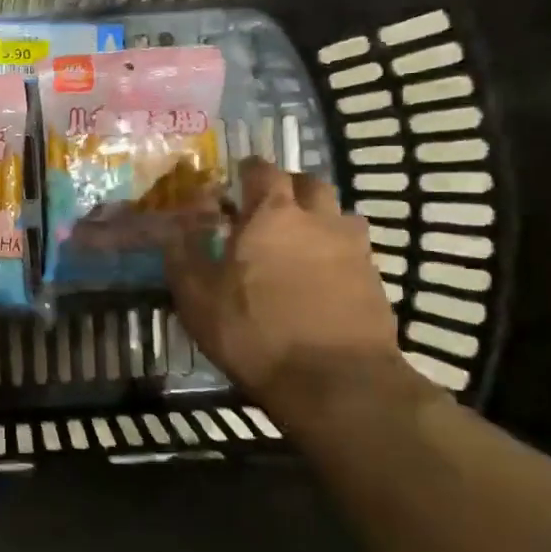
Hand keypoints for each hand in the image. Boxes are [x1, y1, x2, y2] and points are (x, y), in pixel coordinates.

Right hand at [166, 158, 417, 419]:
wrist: (336, 381)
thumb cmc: (255, 332)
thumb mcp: (198, 298)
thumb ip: (183, 255)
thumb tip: (175, 228)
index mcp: (272, 213)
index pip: (262, 169)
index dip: (248, 170)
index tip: (236, 179)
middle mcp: (318, 218)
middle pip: (308, 183)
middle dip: (287, 187)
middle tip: (267, 207)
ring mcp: (353, 248)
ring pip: (337, 214)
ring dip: (318, 218)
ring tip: (299, 242)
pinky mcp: (375, 279)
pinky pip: (353, 250)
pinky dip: (336, 252)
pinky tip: (321, 277)